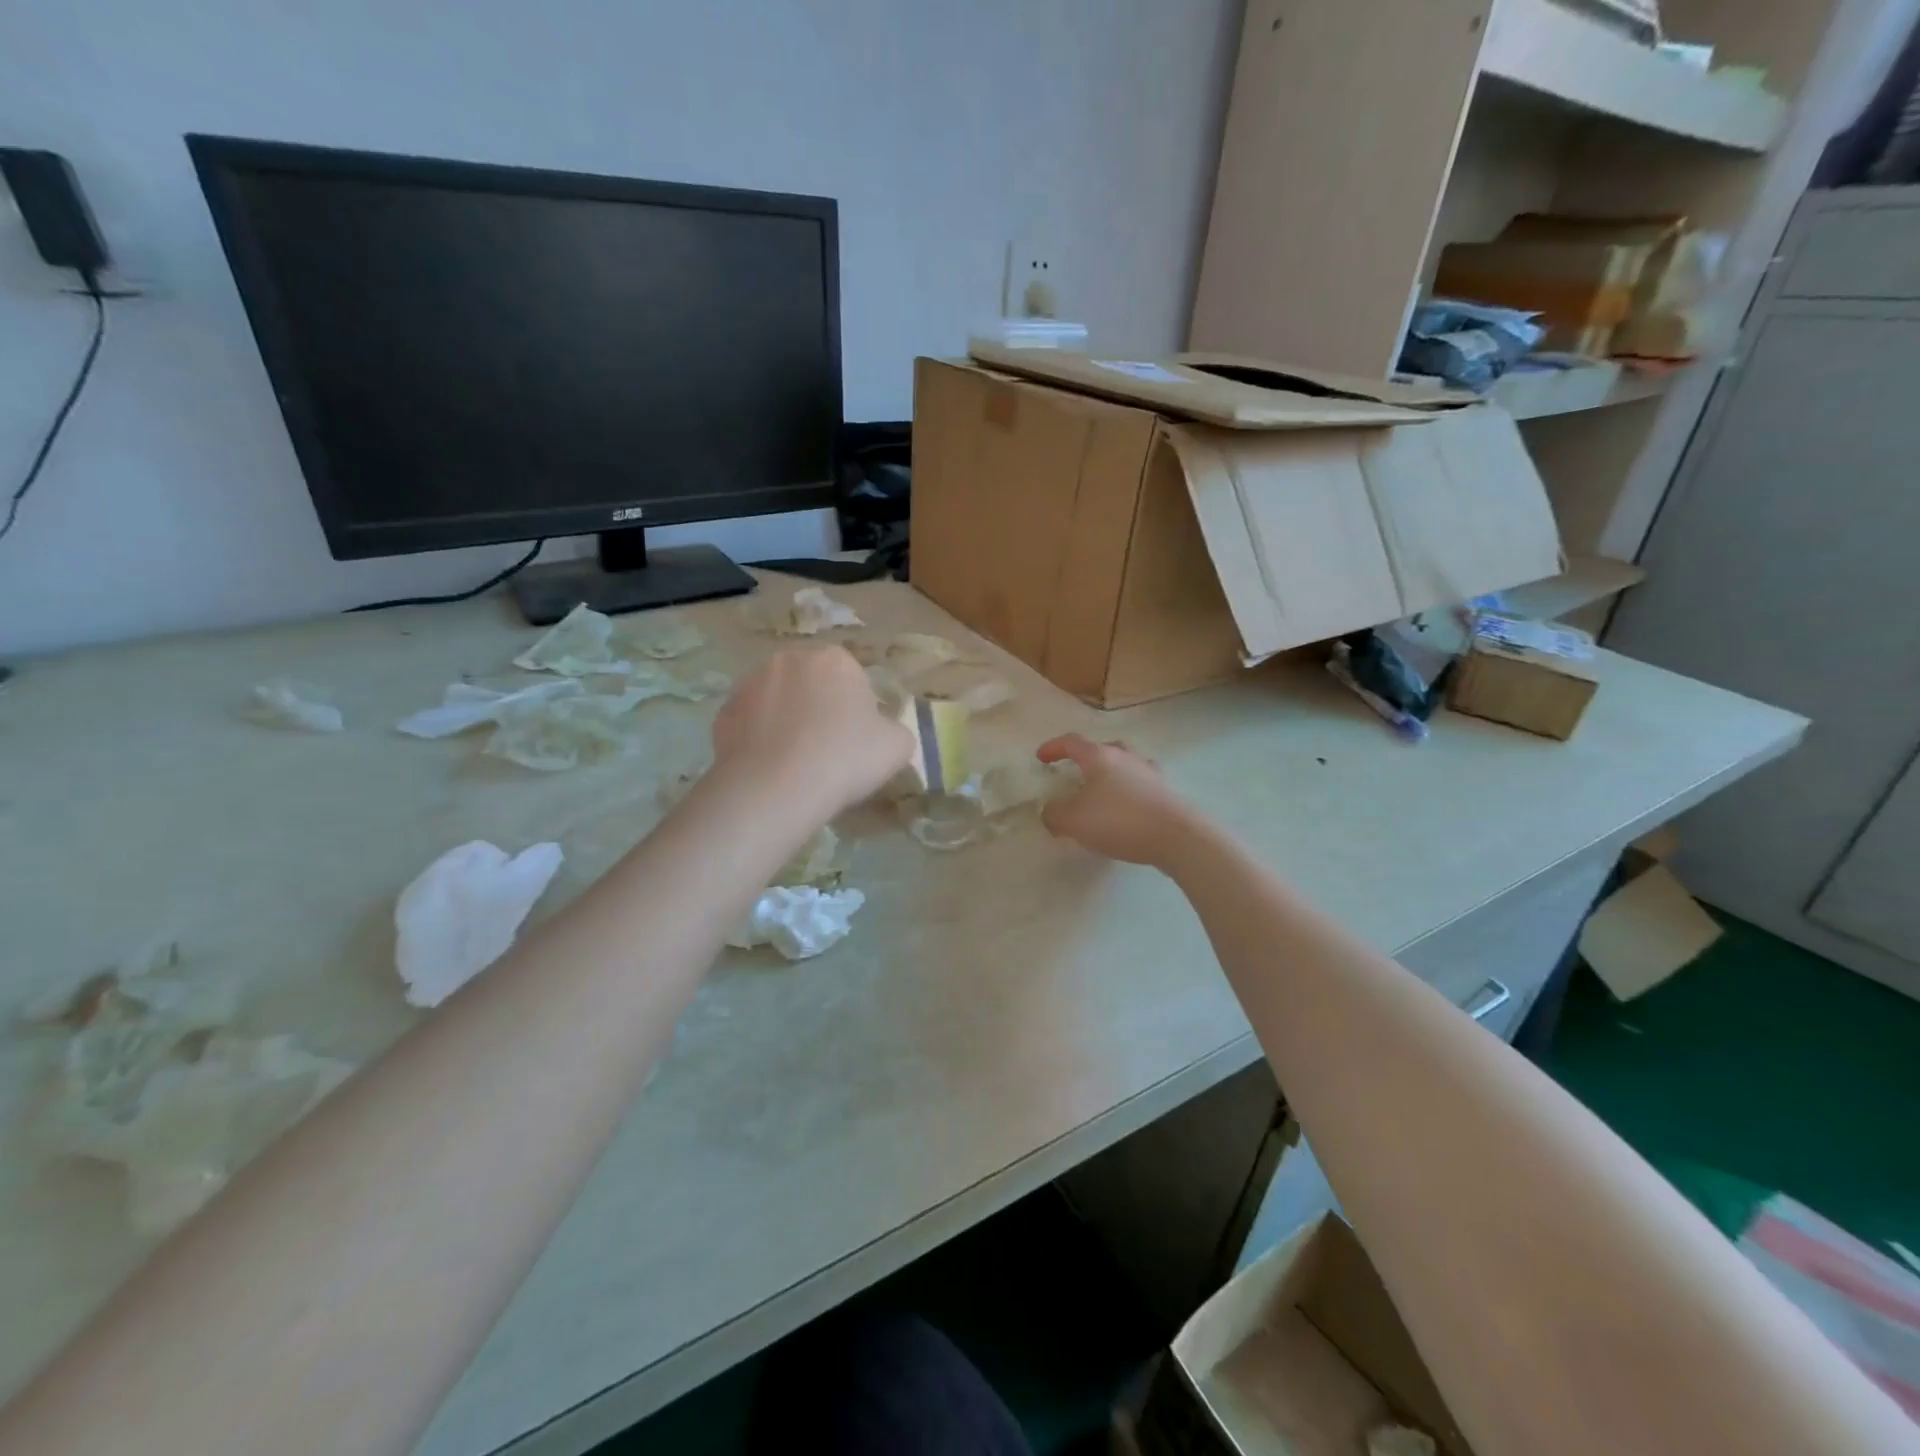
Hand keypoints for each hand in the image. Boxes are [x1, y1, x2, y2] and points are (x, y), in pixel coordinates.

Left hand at [712, 645, 912, 815]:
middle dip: (817, 708)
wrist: (776, 789)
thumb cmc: (844, 759)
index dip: (856, 709)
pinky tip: (769, 768)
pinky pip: (749, 724)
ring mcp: (750, 684)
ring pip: (777, 700)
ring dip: (786, 721)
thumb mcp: (897, 747)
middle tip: (827, 750)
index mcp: (834, 659)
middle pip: (810, 683)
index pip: (851, 677)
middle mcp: (789, 659)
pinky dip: (758, 740)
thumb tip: (882, 732)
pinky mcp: (723, 713)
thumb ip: (895, 730)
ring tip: (795, 763)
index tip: (856, 740)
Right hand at [1036, 734, 1196, 867]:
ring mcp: (1150, 773)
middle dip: (1086, 758)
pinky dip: (1128, 792)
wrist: (1177, 836)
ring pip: (1125, 764)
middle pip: (1103, 748)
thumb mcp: (1073, 821)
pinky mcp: (1166, 792)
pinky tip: (1125, 809)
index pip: (1071, 742)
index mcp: (1100, 756)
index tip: (1041, 758)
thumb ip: (1054, 814)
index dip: (1053, 748)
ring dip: (1111, 774)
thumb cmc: (1119, 820)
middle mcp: (1126, 757)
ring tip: (1101, 792)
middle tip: (1075, 773)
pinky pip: (1140, 785)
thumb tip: (1050, 811)